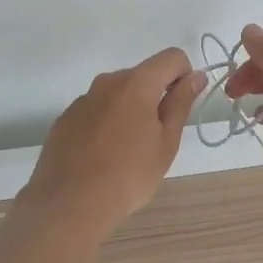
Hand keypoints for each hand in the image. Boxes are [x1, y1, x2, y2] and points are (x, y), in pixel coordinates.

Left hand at [19, 47, 205, 237]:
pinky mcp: (66, 118)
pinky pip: (96, 110)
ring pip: (118, 93)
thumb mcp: (166, 142)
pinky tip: (101, 156)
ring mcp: (83, 99)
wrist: (69, 204)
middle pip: (143, 75)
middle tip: (155, 139)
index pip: (171, 57)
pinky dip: (106, 123)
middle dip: (155, 96)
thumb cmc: (129, 176)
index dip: (184, 76)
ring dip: (129, 110)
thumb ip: (181, 103)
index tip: (179, 108)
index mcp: (136, 83)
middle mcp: (107, 81)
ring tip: (126, 151)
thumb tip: (196, 76)